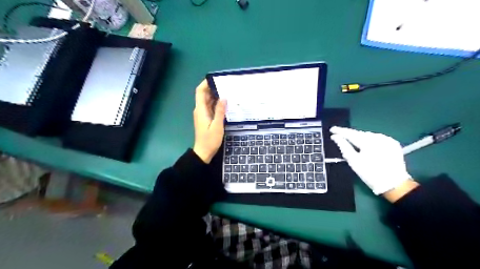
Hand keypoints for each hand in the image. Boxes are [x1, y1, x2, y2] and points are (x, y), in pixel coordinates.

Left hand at [192, 80, 226, 163]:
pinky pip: (210, 107)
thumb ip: (220, 111)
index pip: (200, 92)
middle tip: (226, 85)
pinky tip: (225, 103)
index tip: (215, 78)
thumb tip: (224, 97)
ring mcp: (203, 114)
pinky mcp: (206, 118)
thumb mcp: (217, 125)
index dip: (205, 83)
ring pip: (208, 101)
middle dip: (213, 88)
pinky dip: (216, 103)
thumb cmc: (210, 140)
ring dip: (216, 96)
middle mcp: (200, 110)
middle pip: (204, 95)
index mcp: (200, 110)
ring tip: (228, 91)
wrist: (203, 152)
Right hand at [331, 126, 411, 195]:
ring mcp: (387, 140)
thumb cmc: (370, 173)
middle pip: (360, 134)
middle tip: (340, 136)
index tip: (332, 129)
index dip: (340, 131)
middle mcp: (378, 137)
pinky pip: (377, 138)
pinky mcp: (393, 143)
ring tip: (352, 141)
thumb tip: (335, 137)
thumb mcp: (353, 161)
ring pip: (368, 135)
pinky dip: (370, 140)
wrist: (394, 184)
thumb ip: (344, 146)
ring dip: (360, 138)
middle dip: (350, 135)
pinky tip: (366, 145)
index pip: (351, 133)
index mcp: (368, 141)